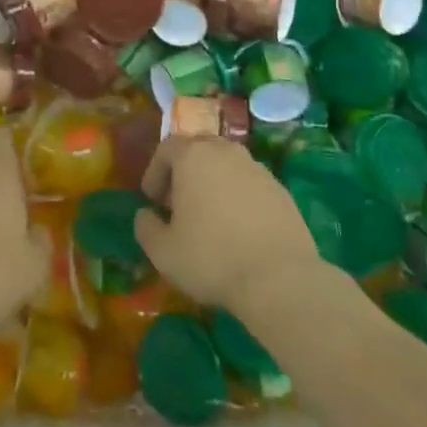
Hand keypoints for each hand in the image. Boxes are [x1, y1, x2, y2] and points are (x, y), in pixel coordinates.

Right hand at [134, 136, 320, 308]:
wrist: (279, 278)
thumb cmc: (212, 258)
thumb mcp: (163, 251)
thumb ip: (146, 227)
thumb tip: (146, 215)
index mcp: (194, 157)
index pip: (167, 148)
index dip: (155, 172)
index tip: (152, 199)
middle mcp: (226, 152)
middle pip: (199, 150)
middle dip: (184, 172)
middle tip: (178, 203)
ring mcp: (258, 169)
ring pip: (227, 165)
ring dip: (213, 182)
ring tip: (209, 216)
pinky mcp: (281, 190)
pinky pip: (250, 184)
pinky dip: (238, 197)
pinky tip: (238, 228)